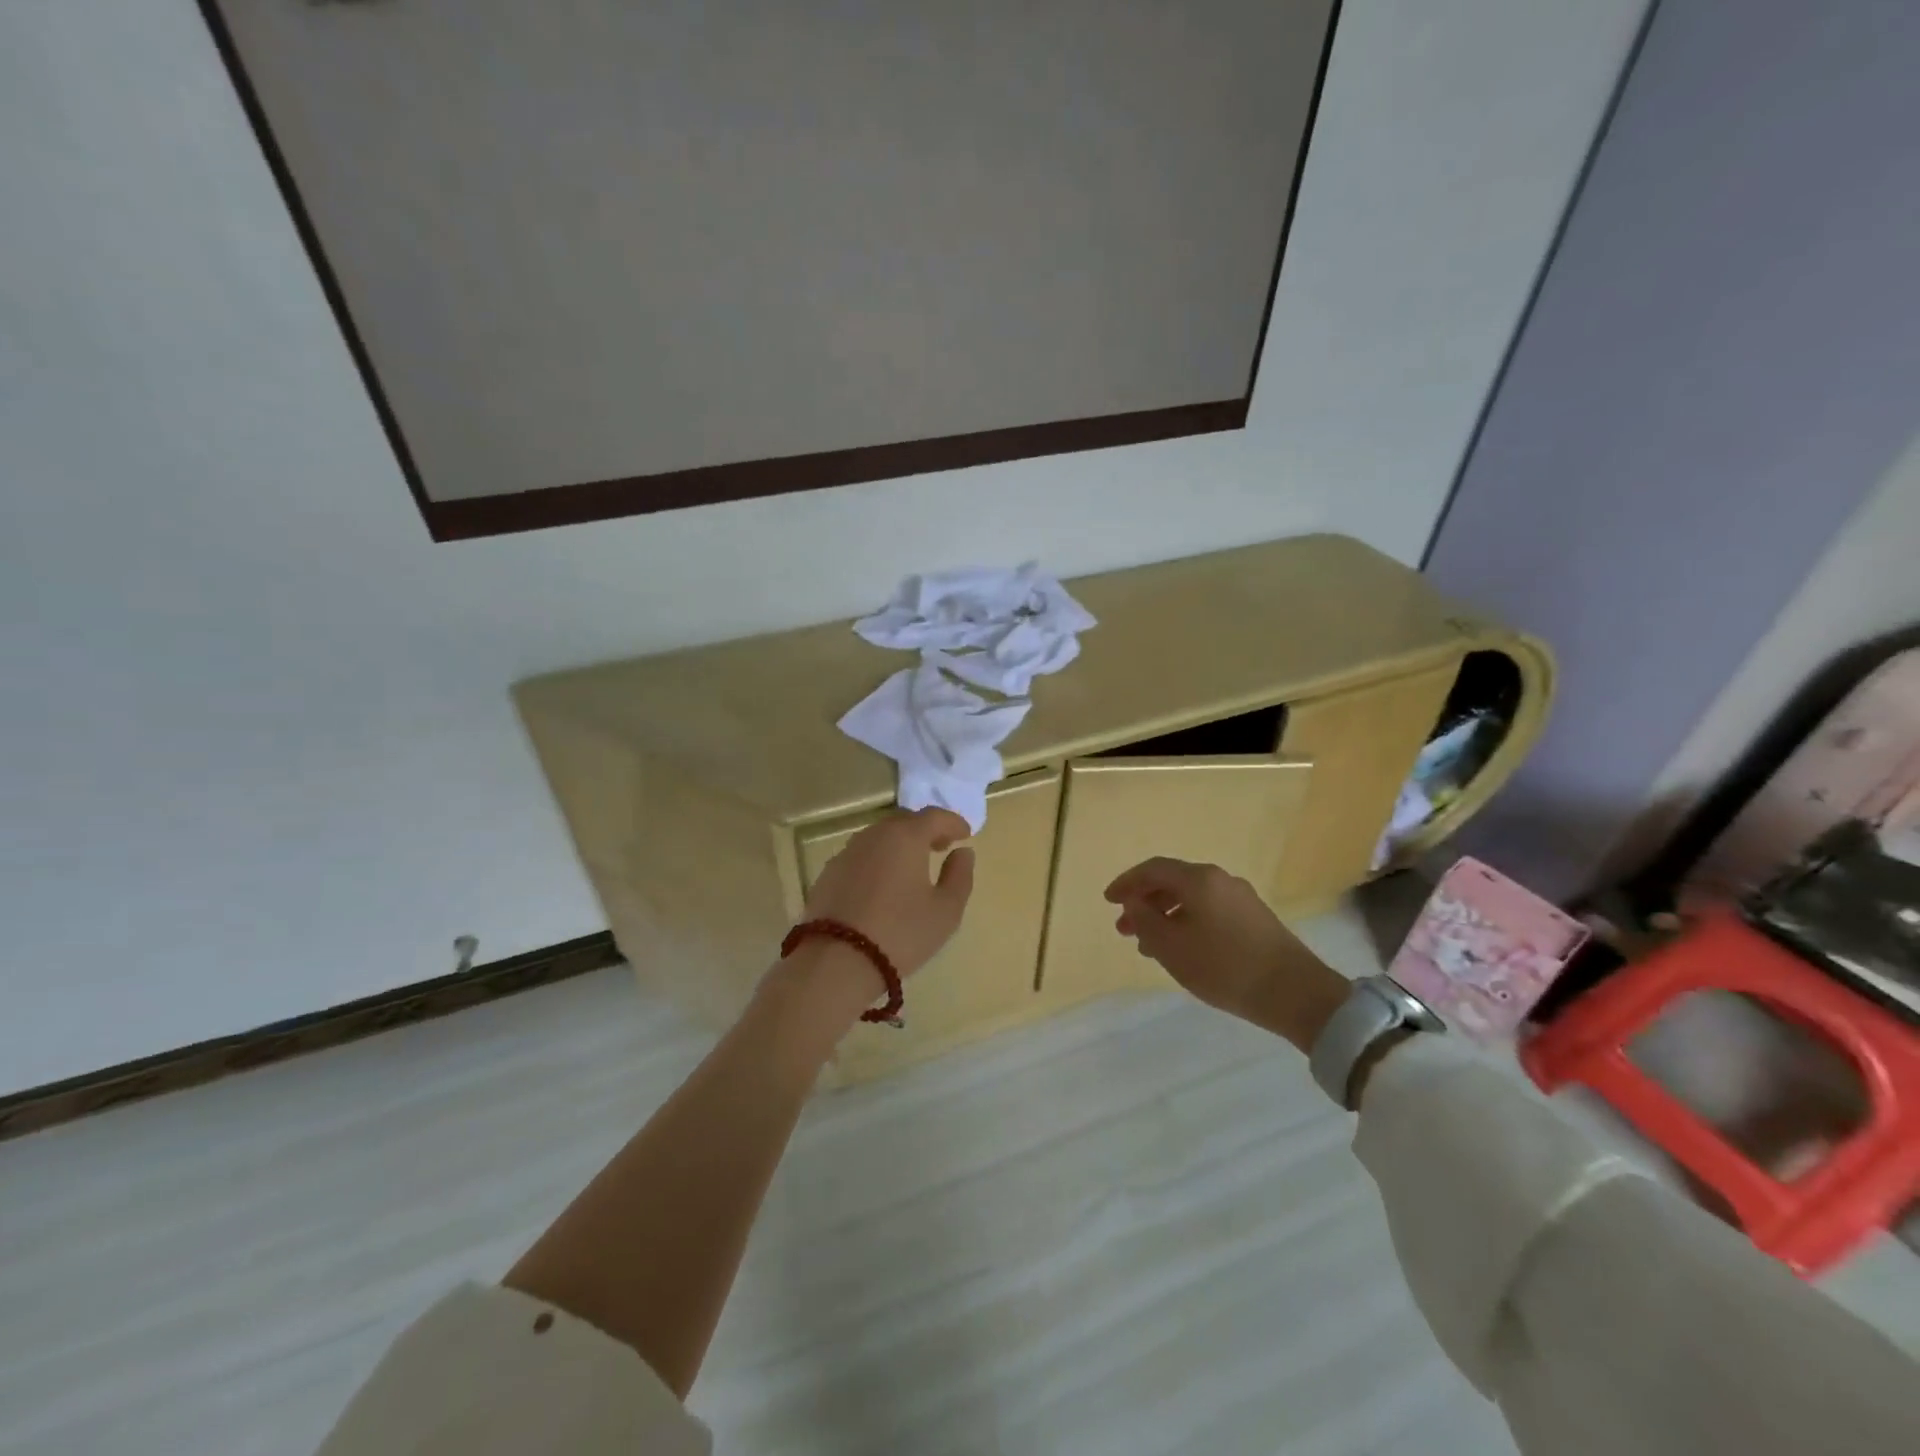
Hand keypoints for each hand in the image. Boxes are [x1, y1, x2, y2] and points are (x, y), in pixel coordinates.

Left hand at [802, 807, 975, 978]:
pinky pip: (861, 856)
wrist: (836, 961)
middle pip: (904, 821)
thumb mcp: (945, 911)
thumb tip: (963, 853)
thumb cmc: (900, 933)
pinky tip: (882, 884)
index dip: (953, 822)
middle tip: (940, 846)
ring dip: (899, 844)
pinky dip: (877, 861)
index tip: (965, 833)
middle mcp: (874, 835)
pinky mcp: (828, 873)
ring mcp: (847, 852)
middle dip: (925, 830)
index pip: (934, 816)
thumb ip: (960, 876)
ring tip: (912, 866)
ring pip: (879, 837)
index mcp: (905, 837)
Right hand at [1104, 857, 1348, 1051]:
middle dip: (1145, 902)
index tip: (1108, 901)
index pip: (1153, 869)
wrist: (1296, 993)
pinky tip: (1183, 949)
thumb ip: (1145, 922)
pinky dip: (1187, 922)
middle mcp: (1220, 880)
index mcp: (1199, 879)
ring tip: (1150, 945)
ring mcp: (1241, 898)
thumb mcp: (1172, 948)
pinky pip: (1210, 911)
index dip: (1127, 883)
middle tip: (1125, 929)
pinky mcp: (1255, 919)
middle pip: (1173, 882)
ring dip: (1165, 916)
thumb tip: (1134, 904)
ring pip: (1192, 899)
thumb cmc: (1225, 967)